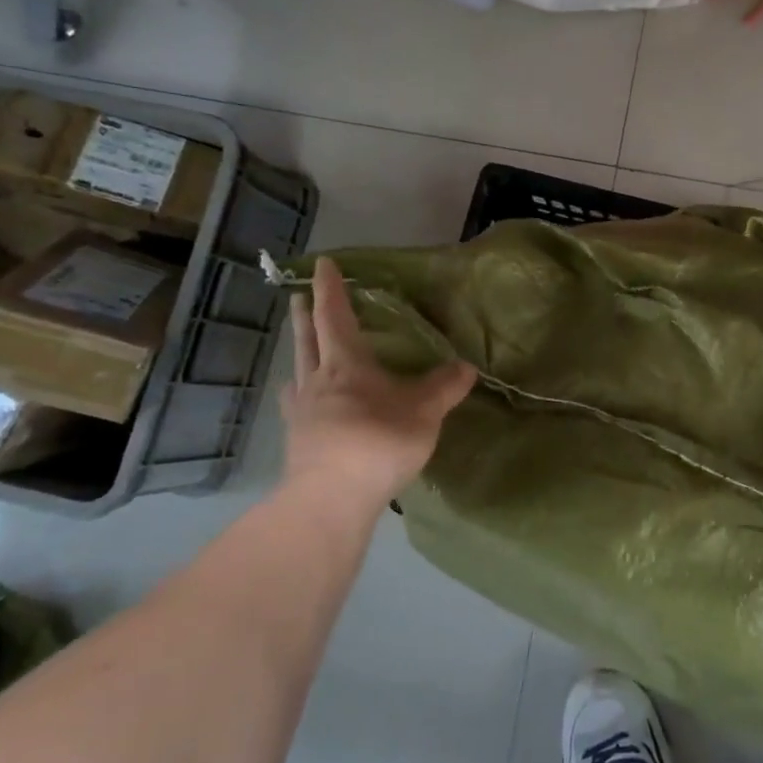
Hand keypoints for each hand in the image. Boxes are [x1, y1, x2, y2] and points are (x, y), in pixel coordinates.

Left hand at [280, 258, 476, 503]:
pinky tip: (303, 404)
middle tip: (298, 297)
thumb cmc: (378, 442)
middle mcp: (317, 381)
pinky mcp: (297, 441)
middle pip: (307, 339)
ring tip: (301, 350)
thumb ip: (444, 387)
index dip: (331, 289)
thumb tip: (466, 366)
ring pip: (297, 372)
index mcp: (346, 364)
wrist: (331, 498)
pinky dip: (299, 395)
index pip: (335, 316)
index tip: (323, 264)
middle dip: (305, 315)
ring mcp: (301, 412)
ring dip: (299, 354)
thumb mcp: (423, 412)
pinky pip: (296, 406)